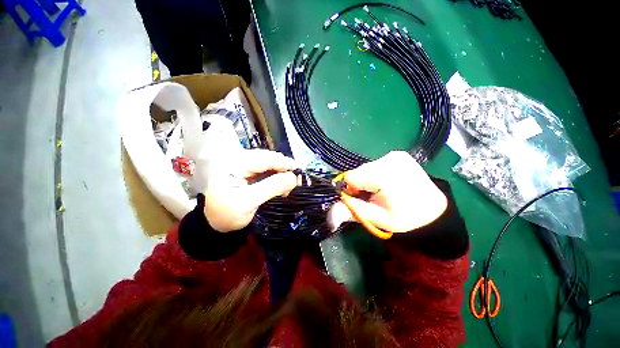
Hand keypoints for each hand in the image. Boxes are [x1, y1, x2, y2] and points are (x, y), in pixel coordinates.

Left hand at [202, 149, 297, 231]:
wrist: (215, 222)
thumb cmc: (226, 214)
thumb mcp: (248, 202)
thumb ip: (271, 188)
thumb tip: (293, 177)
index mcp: (232, 164)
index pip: (263, 159)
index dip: (283, 163)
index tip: (298, 169)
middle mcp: (237, 159)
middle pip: (267, 158)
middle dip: (283, 168)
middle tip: (296, 179)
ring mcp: (242, 164)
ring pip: (269, 163)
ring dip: (281, 172)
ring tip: (289, 183)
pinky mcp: (247, 170)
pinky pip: (266, 169)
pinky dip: (276, 175)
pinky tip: (281, 183)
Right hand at [328, 151, 446, 232]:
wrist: (433, 208)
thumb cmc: (405, 216)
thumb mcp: (377, 218)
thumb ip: (352, 212)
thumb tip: (328, 218)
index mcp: (384, 175)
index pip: (351, 177)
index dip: (352, 190)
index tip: (363, 199)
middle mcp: (389, 159)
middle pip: (359, 171)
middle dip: (361, 184)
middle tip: (375, 196)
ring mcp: (395, 155)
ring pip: (366, 168)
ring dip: (369, 179)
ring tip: (383, 189)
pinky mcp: (398, 154)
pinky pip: (376, 164)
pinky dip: (377, 173)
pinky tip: (388, 182)